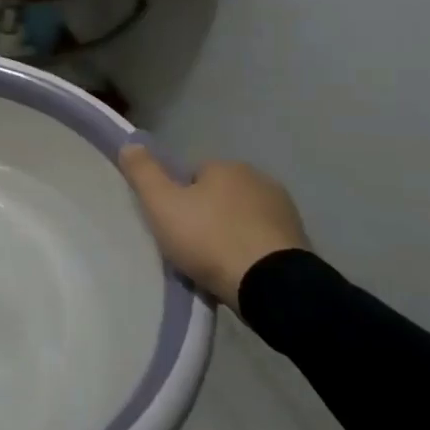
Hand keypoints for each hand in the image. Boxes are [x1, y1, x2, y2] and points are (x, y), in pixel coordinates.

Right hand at [117, 149, 308, 313]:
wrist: (270, 285)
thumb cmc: (209, 238)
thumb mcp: (162, 204)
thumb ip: (143, 172)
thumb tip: (130, 143)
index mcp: (227, 167)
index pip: (194, 174)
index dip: (180, 198)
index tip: (172, 223)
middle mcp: (260, 180)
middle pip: (220, 195)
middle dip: (207, 214)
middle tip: (190, 245)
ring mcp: (284, 211)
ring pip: (243, 218)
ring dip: (230, 233)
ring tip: (214, 263)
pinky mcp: (299, 241)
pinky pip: (262, 240)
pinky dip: (251, 251)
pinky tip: (239, 272)